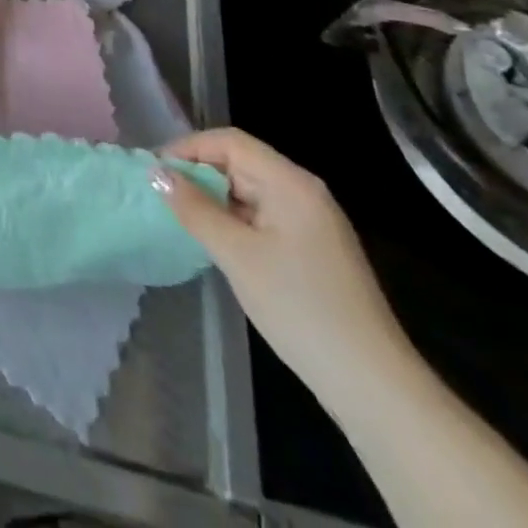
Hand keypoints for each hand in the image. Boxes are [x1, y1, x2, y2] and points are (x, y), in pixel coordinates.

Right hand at [152, 127, 413, 408]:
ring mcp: (312, 223)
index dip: (189, 147)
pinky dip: (234, 221)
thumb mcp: (237, 255)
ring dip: (214, 199)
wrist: (373, 385)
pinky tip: (215, 242)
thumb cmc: (300, 308)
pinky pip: (263, 217)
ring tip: (179, 217)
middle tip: (160, 195)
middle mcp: (304, 192)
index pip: (230, 142)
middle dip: (198, 173)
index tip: (154, 170)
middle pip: (241, 162)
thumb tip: (157, 174)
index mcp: (291, 182)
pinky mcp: (313, 250)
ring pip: (250, 192)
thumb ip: (195, 209)